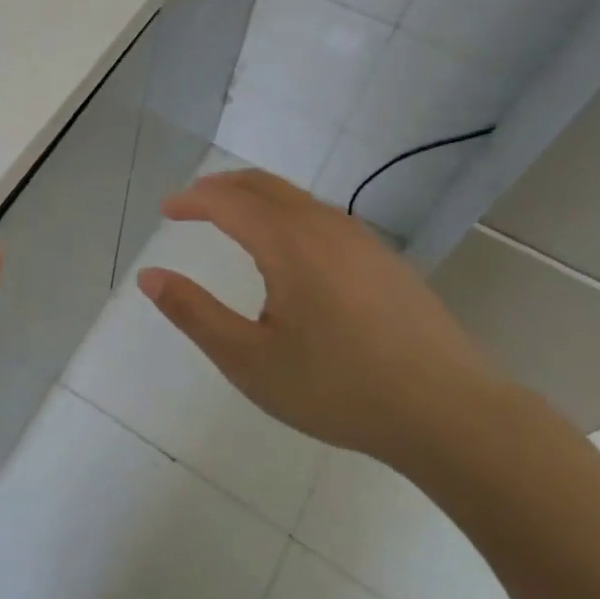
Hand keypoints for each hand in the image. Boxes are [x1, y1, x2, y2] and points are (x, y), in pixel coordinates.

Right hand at [136, 167, 500, 463]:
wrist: (450, 413)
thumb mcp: (249, 360)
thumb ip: (194, 313)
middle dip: (221, 187)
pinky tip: (288, 248)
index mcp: (288, 243)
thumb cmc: (338, 388)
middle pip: (263, 185)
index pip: (228, 201)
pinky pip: (322, 216)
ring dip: (256, 197)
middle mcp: (325, 227)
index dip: (192, 200)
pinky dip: (286, 213)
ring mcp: (362, 241)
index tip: (167, 209)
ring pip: (297, 198)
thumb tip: (149, 277)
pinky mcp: (384, 260)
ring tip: (231, 218)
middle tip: (192, 203)